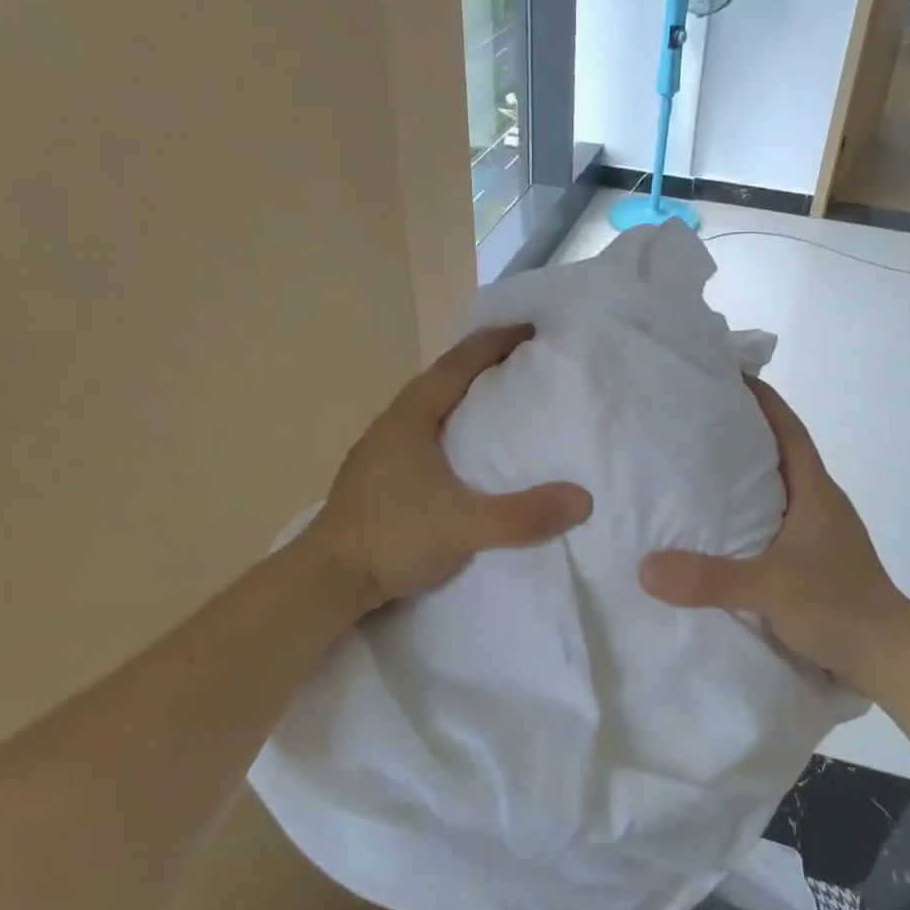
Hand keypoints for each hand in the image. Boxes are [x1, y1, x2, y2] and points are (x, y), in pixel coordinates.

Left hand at [307, 325, 592, 611]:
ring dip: (460, 396)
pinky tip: (461, 452)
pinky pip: (420, 435)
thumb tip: (583, 499)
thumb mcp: (465, 527)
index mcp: (410, 419)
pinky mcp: (376, 478)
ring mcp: (378, 452)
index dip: (494, 343)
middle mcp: (391, 425)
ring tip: (494, 402)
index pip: (457, 365)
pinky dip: (447, 427)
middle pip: (439, 379)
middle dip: (479, 364)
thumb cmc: (393, 538)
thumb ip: (523, 515)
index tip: (528, 329)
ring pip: (426, 408)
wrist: (326, 581)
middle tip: (518, 362)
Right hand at [639, 378, 909, 687]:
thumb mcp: (771, 588)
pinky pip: (773, 528)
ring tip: (695, 476)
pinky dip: (748, 521)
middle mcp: (818, 505)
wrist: (890, 660)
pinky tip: (718, 536)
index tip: (728, 376)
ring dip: (744, 481)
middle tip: (693, 425)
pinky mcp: (813, 566)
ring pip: (776, 493)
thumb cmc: (839, 607)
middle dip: (742, 436)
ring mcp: (818, 537)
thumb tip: (645, 567)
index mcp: (815, 492)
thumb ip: (711, 578)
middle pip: (779, 456)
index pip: (788, 430)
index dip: (762, 400)